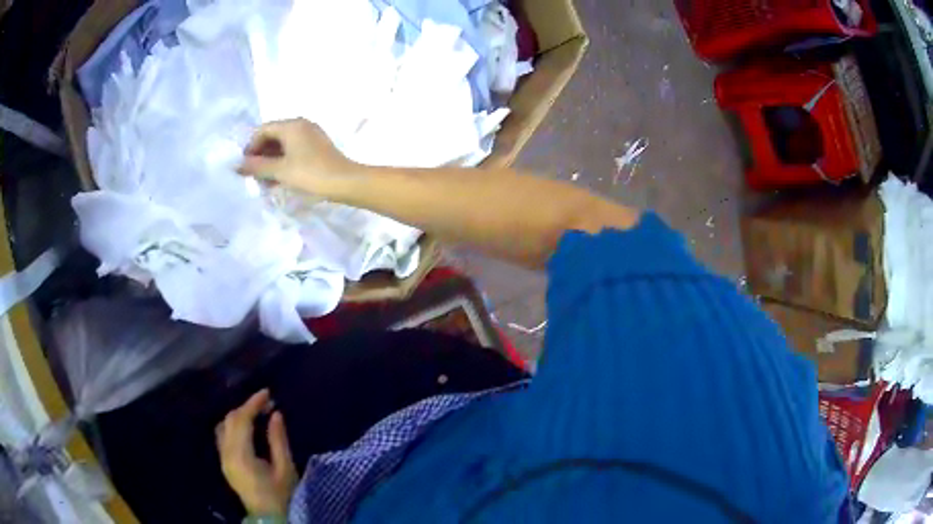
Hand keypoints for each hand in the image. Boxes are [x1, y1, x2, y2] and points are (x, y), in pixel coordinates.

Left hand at [216, 389, 297, 516]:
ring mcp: (223, 459)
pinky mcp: (224, 463)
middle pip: (230, 420)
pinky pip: (223, 436)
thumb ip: (278, 440)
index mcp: (241, 455)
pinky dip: (233, 426)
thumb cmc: (281, 496)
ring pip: (224, 426)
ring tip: (257, 413)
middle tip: (266, 403)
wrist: (269, 518)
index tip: (267, 392)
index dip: (253, 403)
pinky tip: (247, 428)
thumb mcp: (285, 469)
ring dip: (238, 415)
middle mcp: (226, 453)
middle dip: (247, 407)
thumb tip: (275, 414)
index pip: (242, 420)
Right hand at [238, 118, 358, 195]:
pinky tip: (278, 180)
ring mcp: (311, 135)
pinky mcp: (317, 147)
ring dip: (271, 161)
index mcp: (292, 125)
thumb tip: (236, 165)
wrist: (345, 182)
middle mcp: (301, 125)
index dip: (251, 147)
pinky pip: (294, 151)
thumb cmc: (310, 173)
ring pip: (283, 145)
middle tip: (252, 175)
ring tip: (263, 181)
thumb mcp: (280, 171)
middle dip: (260, 155)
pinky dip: (283, 162)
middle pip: (273, 136)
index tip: (244, 166)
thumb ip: (257, 166)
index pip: (263, 130)